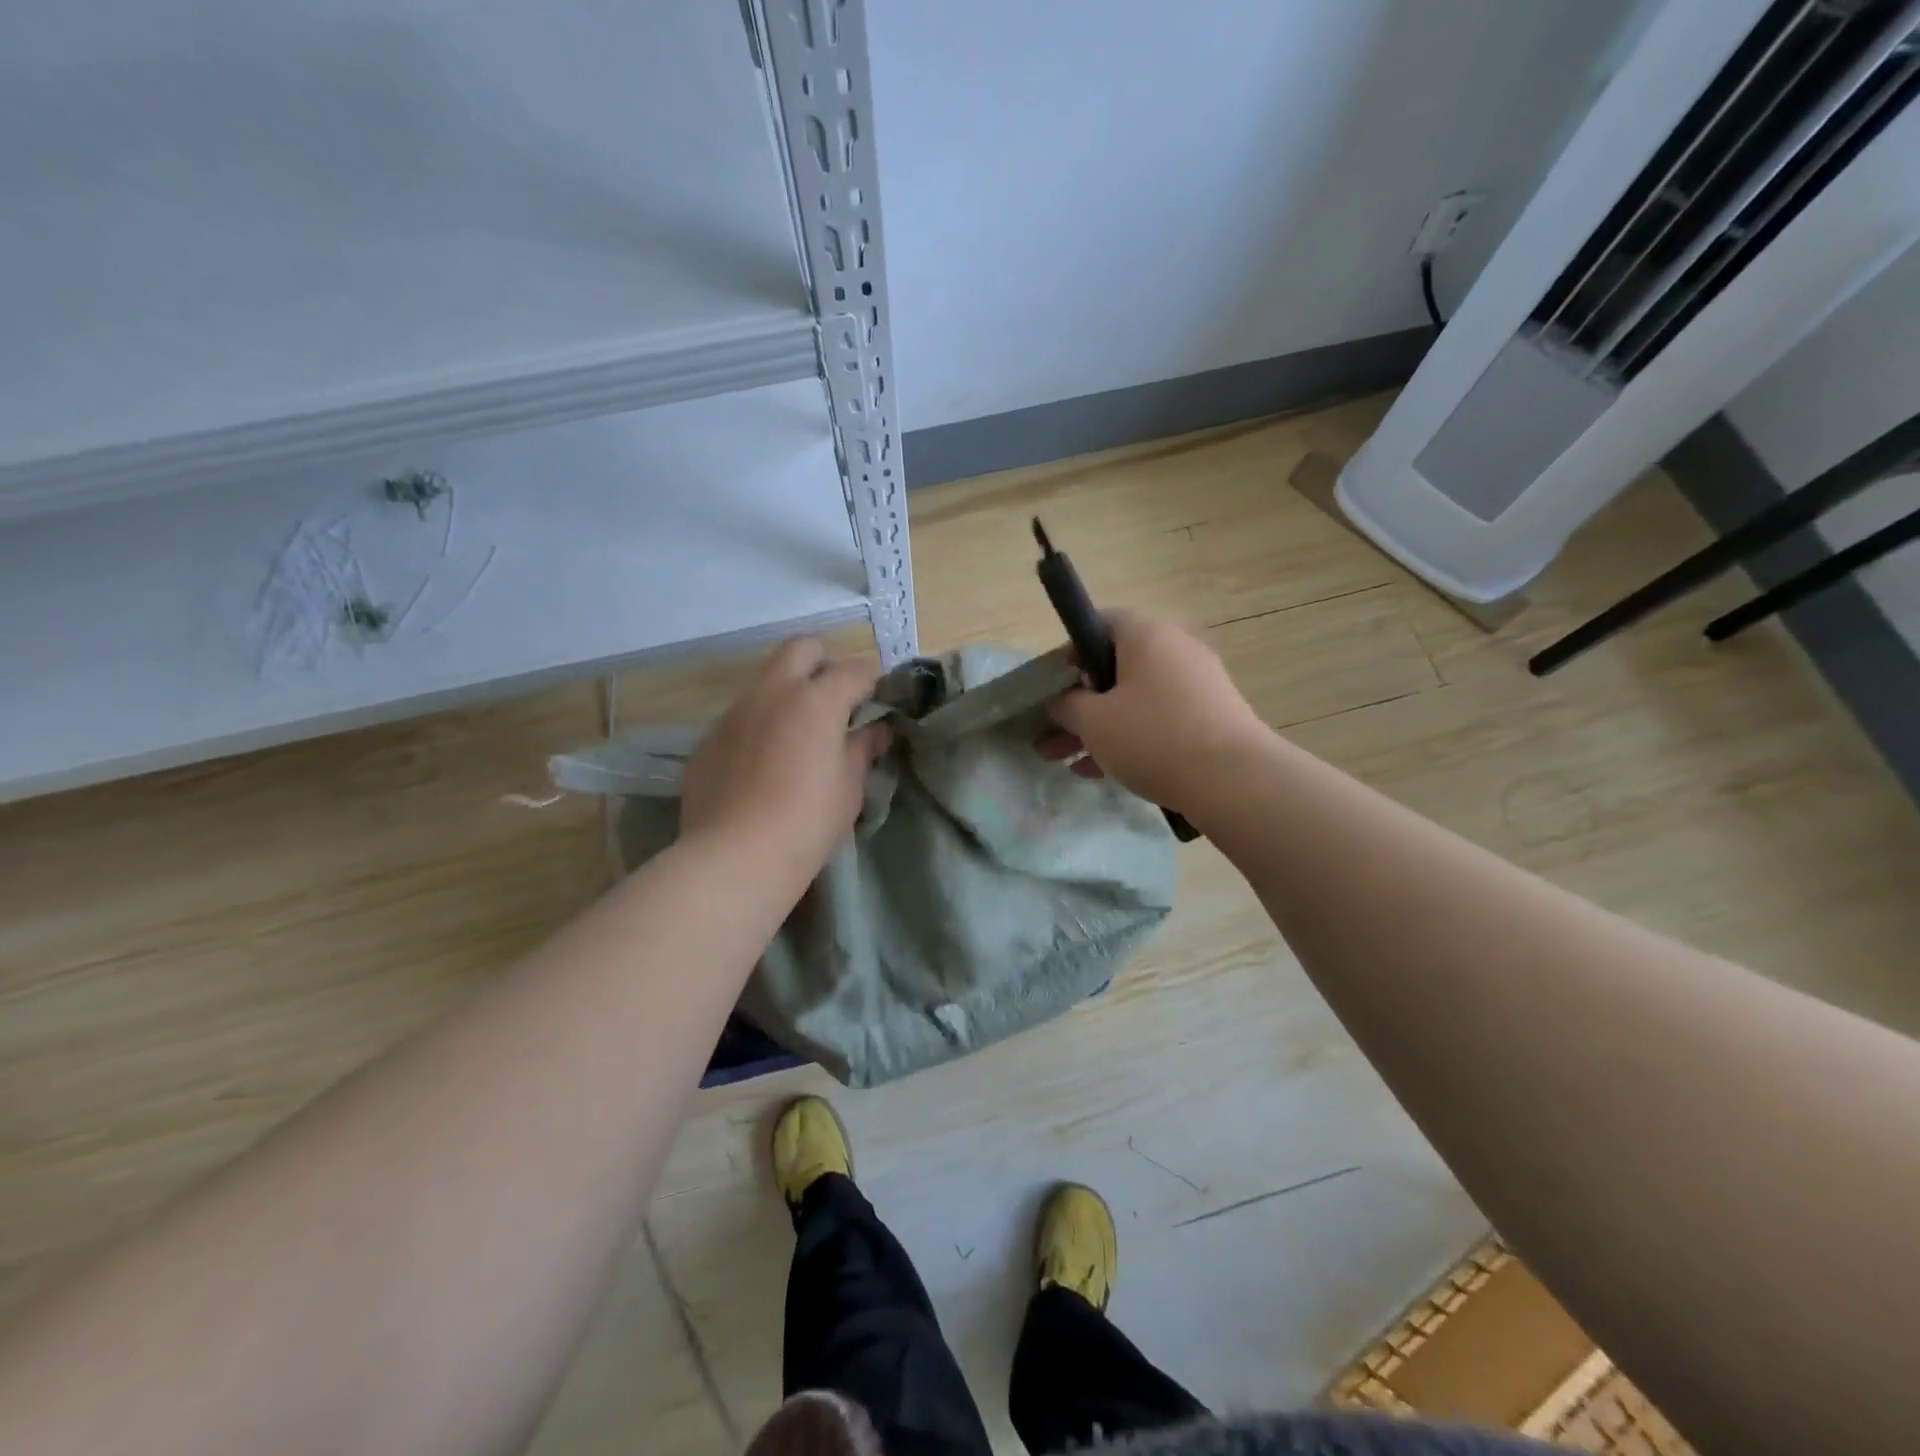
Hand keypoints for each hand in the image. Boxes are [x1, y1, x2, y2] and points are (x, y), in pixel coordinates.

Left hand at [681, 639, 889, 876]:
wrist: (734, 857)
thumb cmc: (807, 822)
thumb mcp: (849, 788)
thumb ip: (863, 749)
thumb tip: (877, 730)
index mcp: (816, 701)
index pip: (855, 669)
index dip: (873, 680)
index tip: (879, 700)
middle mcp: (772, 693)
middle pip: (801, 649)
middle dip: (824, 663)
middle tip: (836, 701)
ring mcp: (734, 713)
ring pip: (766, 683)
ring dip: (788, 696)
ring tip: (797, 739)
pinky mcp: (708, 739)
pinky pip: (741, 718)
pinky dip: (760, 727)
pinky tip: (763, 766)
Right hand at [1038, 610, 1267, 813]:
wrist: (1234, 781)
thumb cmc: (1154, 738)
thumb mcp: (1094, 722)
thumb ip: (1067, 705)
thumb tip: (1059, 700)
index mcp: (1146, 636)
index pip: (1100, 623)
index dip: (1069, 650)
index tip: (1052, 684)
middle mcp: (1175, 650)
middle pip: (1113, 669)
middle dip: (1076, 703)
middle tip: (1048, 733)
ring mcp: (1196, 685)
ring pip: (1133, 700)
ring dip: (1096, 728)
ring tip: (1064, 761)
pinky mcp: (1208, 718)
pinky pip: (1156, 720)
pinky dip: (1128, 739)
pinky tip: (1098, 772)